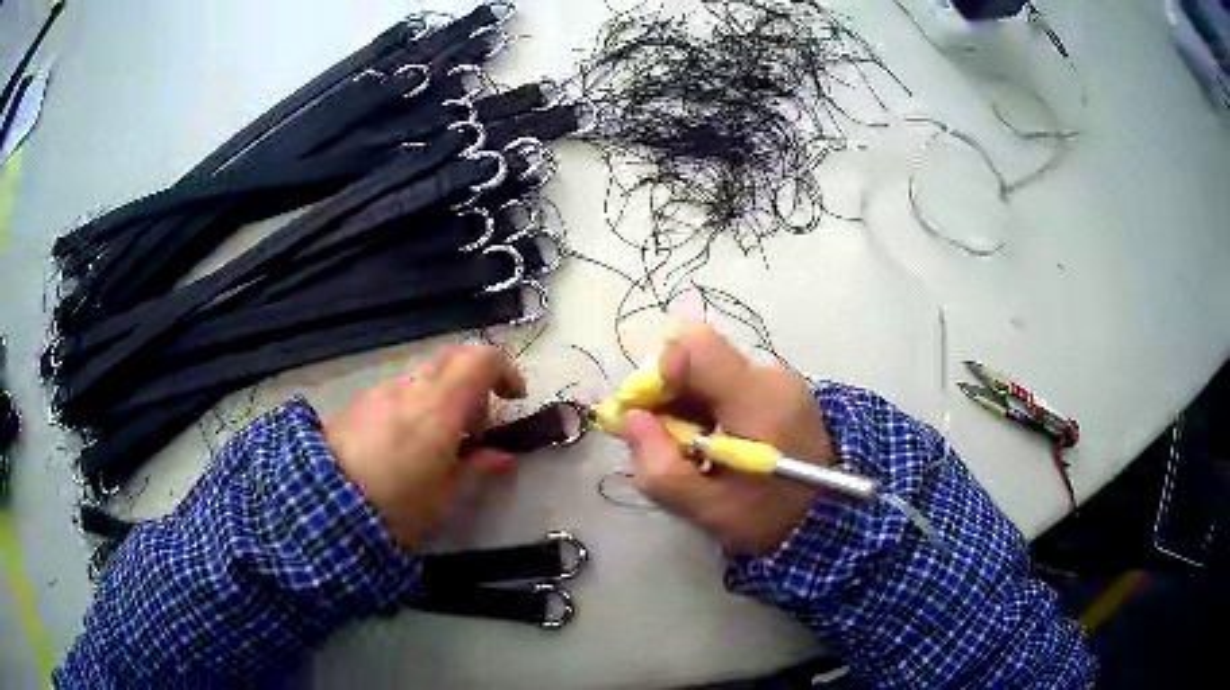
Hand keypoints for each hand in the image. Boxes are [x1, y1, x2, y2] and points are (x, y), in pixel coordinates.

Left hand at [323, 345, 525, 551]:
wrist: (323, 508)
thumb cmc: (396, 507)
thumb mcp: (445, 495)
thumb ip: (477, 468)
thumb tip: (504, 456)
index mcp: (440, 407)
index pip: (481, 360)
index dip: (505, 370)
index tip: (514, 398)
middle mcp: (410, 389)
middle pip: (451, 359)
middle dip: (474, 382)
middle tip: (477, 424)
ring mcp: (379, 392)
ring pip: (422, 377)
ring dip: (442, 396)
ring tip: (439, 443)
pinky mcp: (356, 404)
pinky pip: (396, 392)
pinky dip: (414, 405)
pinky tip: (404, 445)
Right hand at [619, 326, 834, 555]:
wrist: (825, 520)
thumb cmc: (766, 519)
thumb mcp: (707, 510)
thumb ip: (661, 468)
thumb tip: (630, 419)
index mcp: (759, 401)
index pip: (698, 347)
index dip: (661, 372)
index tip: (647, 415)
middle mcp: (771, 377)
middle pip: (699, 355)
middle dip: (667, 391)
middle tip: (661, 437)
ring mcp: (777, 379)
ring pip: (709, 366)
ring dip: (684, 400)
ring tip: (688, 445)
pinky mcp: (777, 388)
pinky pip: (725, 379)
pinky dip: (705, 403)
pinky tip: (709, 439)